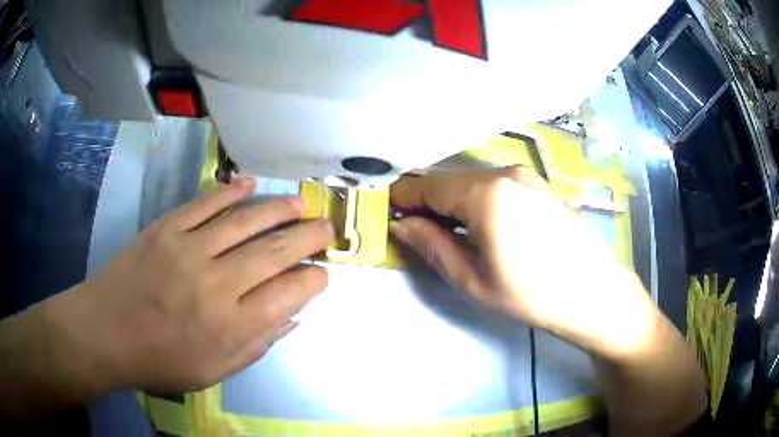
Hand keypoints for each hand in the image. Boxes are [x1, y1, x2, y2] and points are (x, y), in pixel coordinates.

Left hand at [43, 178, 333, 393]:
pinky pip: (205, 204)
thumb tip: (291, 317)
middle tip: (327, 228)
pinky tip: (249, 184)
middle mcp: (216, 284)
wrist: (106, 332)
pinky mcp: (166, 228)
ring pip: (244, 221)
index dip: (313, 281)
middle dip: (308, 238)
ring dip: (278, 209)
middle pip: (274, 252)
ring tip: (299, 203)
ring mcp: (188, 249)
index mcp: (231, 326)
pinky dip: (230, 191)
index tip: (322, 274)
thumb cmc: (160, 361)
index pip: (289, 295)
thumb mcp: (214, 371)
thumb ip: (256, 345)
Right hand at [390, 167, 656, 358]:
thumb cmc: (531, 294)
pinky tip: (479, 224)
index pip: (426, 185)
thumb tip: (401, 225)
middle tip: (414, 228)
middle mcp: (503, 172)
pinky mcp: (537, 184)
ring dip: (450, 200)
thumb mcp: (472, 279)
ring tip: (446, 230)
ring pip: (471, 180)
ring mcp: (525, 175)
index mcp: (485, 193)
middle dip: (425, 200)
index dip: (401, 197)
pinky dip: (474, 198)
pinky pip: (493, 184)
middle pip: (448, 178)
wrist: (593, 292)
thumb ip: (431, 245)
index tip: (386, 214)